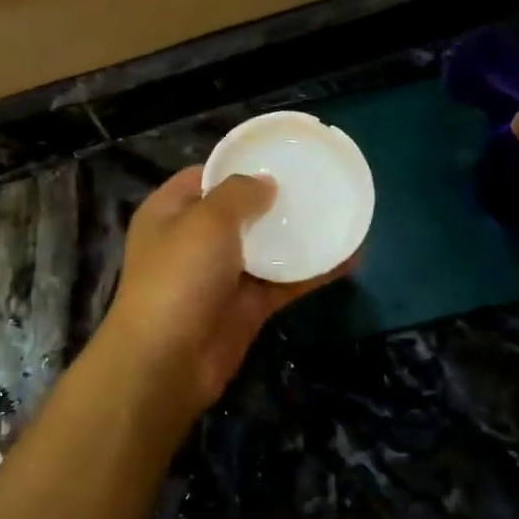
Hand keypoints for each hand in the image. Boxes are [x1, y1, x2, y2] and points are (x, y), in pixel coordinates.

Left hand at [98, 167, 351, 411]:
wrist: (168, 362)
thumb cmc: (180, 277)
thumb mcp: (206, 220)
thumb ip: (239, 193)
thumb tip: (266, 183)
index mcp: (171, 211)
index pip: (206, 176)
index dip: (240, 165)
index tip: (280, 156)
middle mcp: (194, 240)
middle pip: (240, 211)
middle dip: (276, 199)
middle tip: (318, 183)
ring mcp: (221, 275)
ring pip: (266, 247)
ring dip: (299, 234)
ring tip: (341, 213)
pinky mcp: (246, 307)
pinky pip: (284, 282)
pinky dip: (312, 271)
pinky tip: (349, 257)